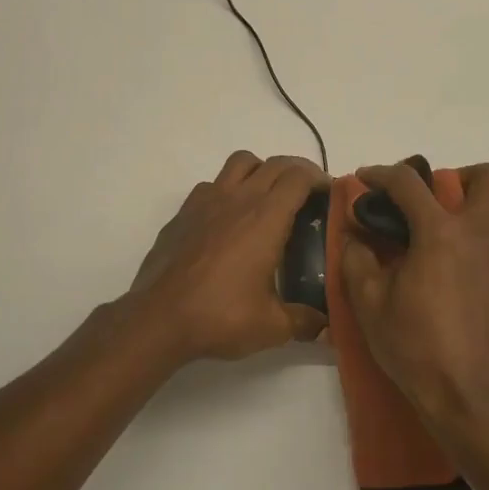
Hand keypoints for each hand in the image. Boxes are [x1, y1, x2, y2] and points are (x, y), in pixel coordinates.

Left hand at [125, 151, 328, 361]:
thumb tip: (325, 325)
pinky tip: (229, 219)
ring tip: (268, 197)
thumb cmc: (220, 316)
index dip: (319, 178)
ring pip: (240, 163)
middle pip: (274, 164)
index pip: (298, 176)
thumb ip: (304, 321)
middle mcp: (238, 198)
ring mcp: (206, 201)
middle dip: (296, 171)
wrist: (159, 318)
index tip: (329, 194)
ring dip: (261, 170)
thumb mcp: (272, 326)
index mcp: (265, 217)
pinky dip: (228, 190)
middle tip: (308, 195)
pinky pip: (212, 185)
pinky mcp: (183, 212)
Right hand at [338, 161, 488, 431]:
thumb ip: (357, 258)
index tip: (365, 180)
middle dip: (459, 178)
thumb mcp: (369, 305)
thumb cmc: (417, 349)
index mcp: (441, 233)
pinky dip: (478, 268)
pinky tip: (461, 301)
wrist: (478, 404)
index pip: (408, 182)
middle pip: (486, 178)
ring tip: (437, 270)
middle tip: (431, 205)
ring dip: (464, 232)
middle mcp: (484, 237)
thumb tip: (356, 233)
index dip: (381, 173)